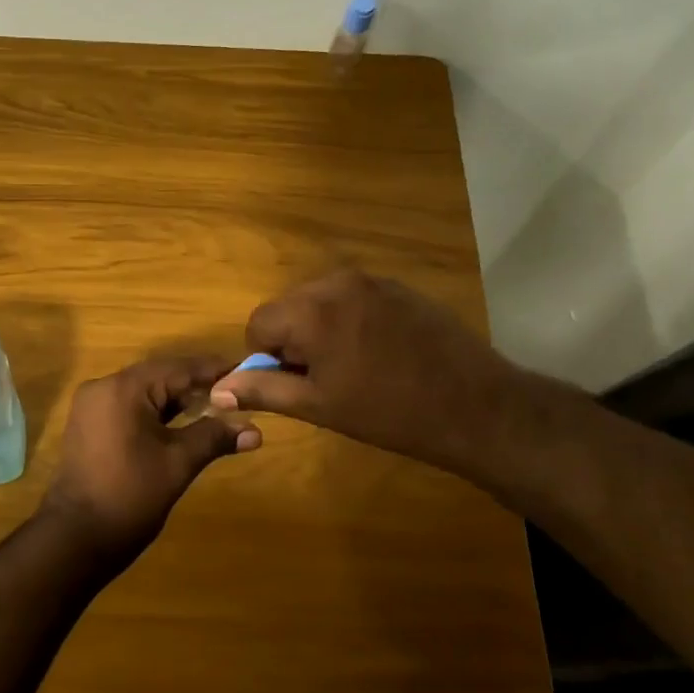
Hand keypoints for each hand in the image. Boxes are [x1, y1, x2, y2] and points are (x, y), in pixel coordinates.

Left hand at [38, 357, 261, 568]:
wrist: (77, 537)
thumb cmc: (130, 495)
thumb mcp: (178, 463)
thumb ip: (214, 438)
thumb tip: (256, 430)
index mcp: (124, 388)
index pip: (178, 368)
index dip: (214, 370)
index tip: (246, 371)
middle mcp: (103, 387)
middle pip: (160, 376)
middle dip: (197, 385)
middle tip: (236, 393)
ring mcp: (92, 406)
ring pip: (144, 392)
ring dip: (177, 400)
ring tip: (217, 408)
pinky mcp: (90, 425)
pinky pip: (129, 407)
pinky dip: (156, 413)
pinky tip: (183, 424)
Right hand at [209, 269, 526, 475]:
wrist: (475, 406)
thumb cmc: (388, 412)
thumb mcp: (318, 405)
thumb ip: (263, 389)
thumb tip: (217, 389)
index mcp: (311, 310)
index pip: (258, 323)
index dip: (266, 357)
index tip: (296, 382)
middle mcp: (337, 283)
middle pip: (288, 307)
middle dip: (293, 339)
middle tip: (324, 377)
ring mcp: (372, 280)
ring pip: (320, 301)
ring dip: (320, 329)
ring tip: (354, 366)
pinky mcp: (399, 286)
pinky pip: (353, 298)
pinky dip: (350, 321)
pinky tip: (380, 352)